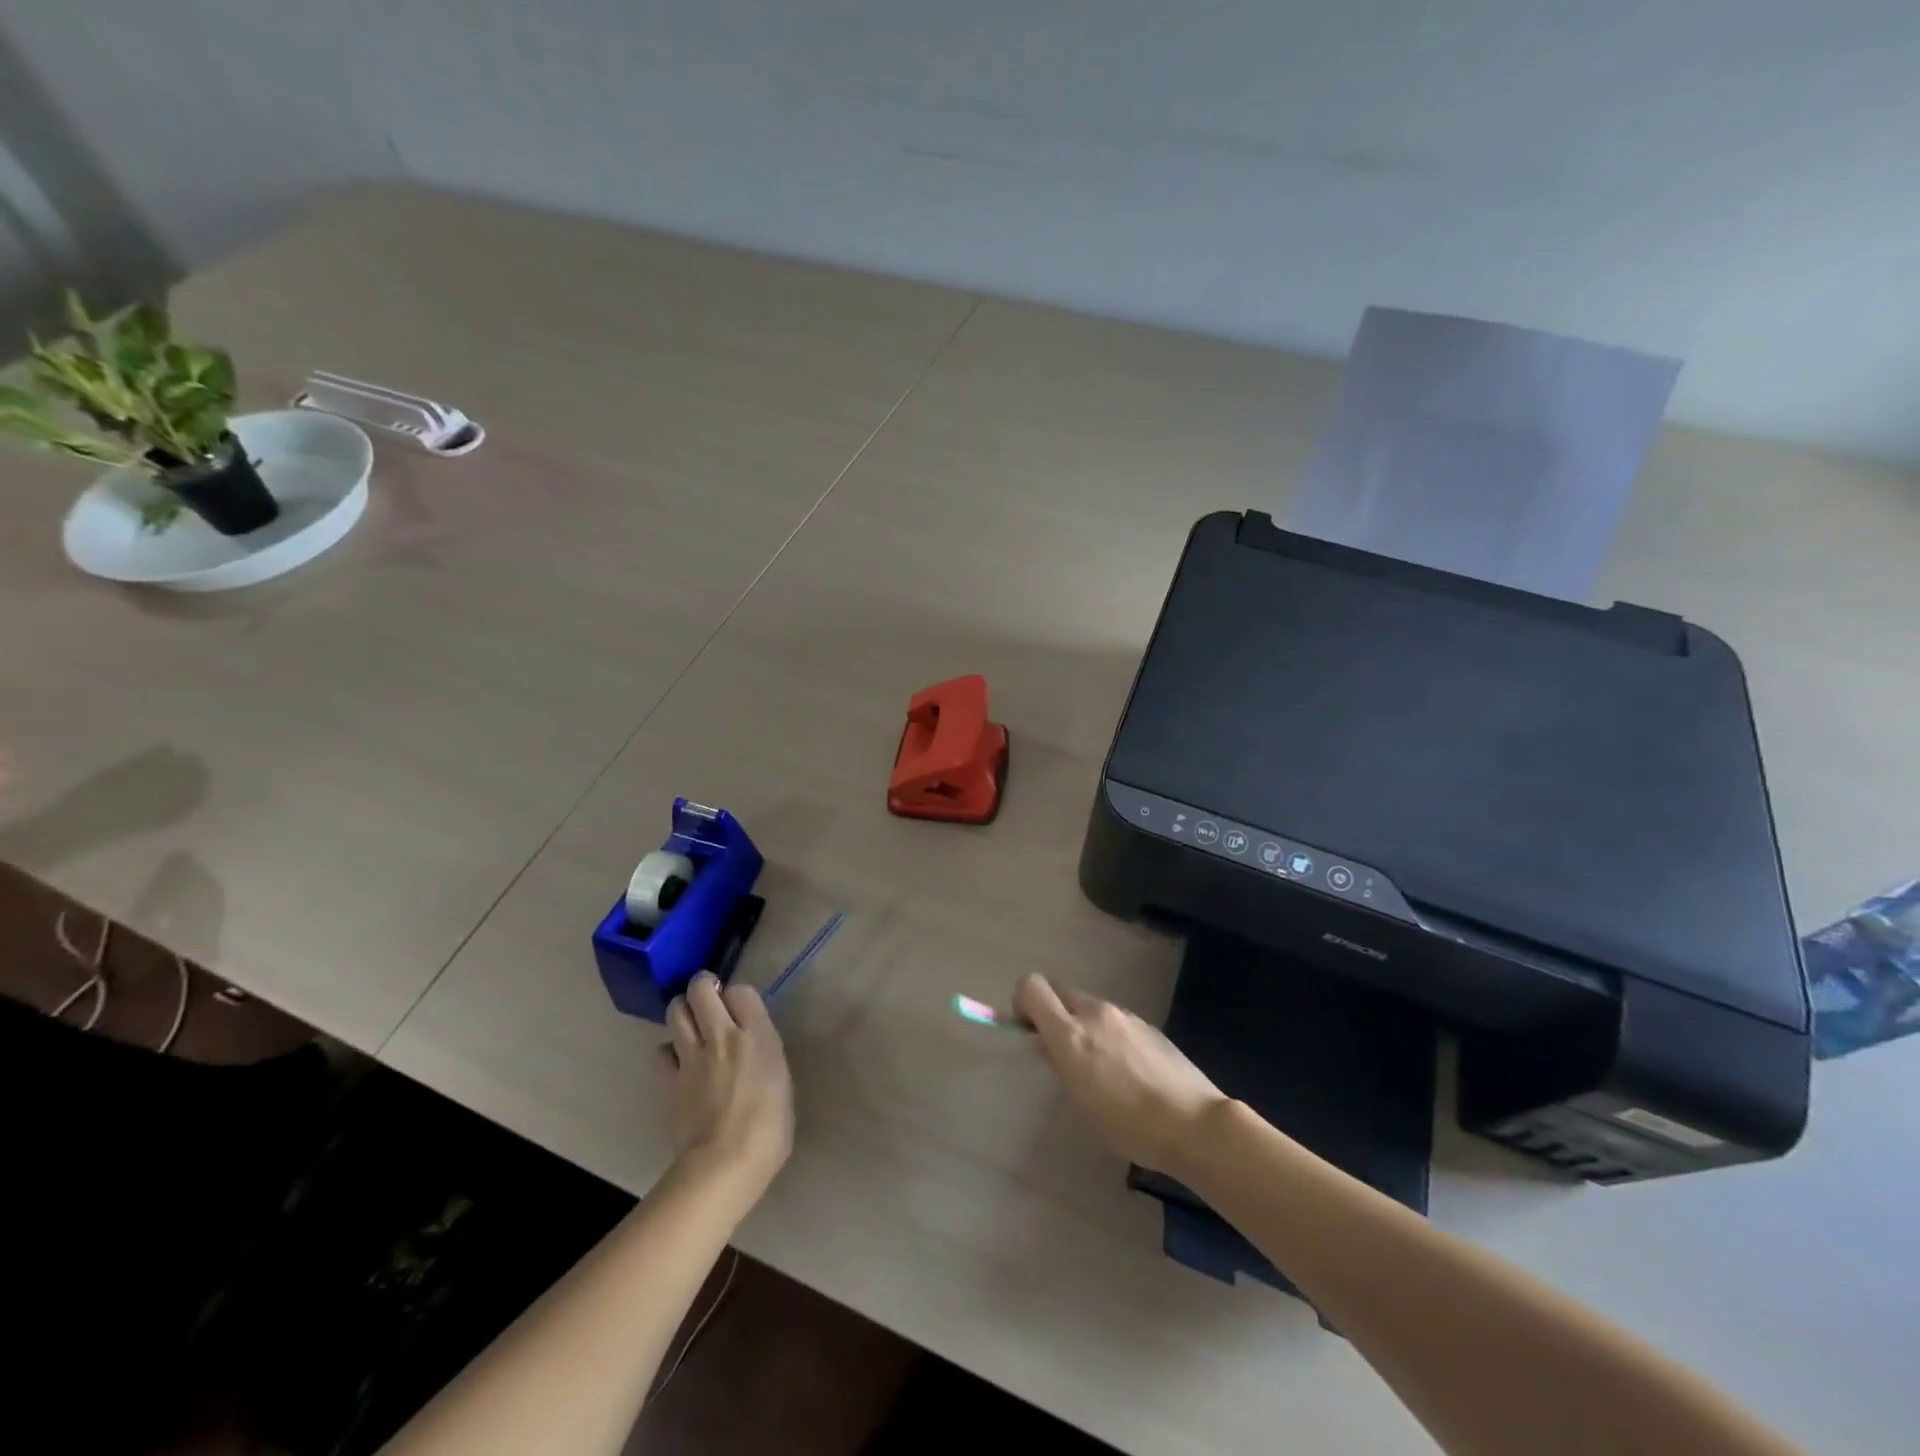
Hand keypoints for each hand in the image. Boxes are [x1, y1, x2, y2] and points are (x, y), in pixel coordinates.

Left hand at [660, 973, 793, 1198]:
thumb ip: (764, 1055)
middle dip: (702, 988)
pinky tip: (677, 1063)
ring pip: (675, 1010)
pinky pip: (660, 1051)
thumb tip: (752, 1052)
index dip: (738, 996)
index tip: (741, 1010)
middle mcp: (722, 1035)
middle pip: (701, 988)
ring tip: (689, 1024)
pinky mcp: (668, 1081)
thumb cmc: (769, 1128)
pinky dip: (667, 1052)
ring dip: (682, 1011)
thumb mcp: (781, 1081)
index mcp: (757, 1035)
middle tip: (708, 1001)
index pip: (742, 990)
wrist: (726, 1163)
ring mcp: (691, 1056)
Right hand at [1014, 972, 1225, 1176]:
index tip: (1030, 1032)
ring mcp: (1125, 1016)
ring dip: (1082, 1024)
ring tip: (1100, 1068)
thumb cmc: (1128, 1124)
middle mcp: (1095, 1012)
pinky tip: (1128, 1072)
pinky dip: (1109, 1034)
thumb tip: (1045, 1042)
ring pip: (1089, 1006)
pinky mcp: (1148, 1025)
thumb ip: (1059, 1062)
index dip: (1023, 1003)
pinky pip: (1115, 1020)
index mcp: (1070, 1031)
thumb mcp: (1080, 1100)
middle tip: (1060, 1051)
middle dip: (1052, 1013)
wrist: (1193, 1124)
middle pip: (1060, 991)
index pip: (1031, 986)